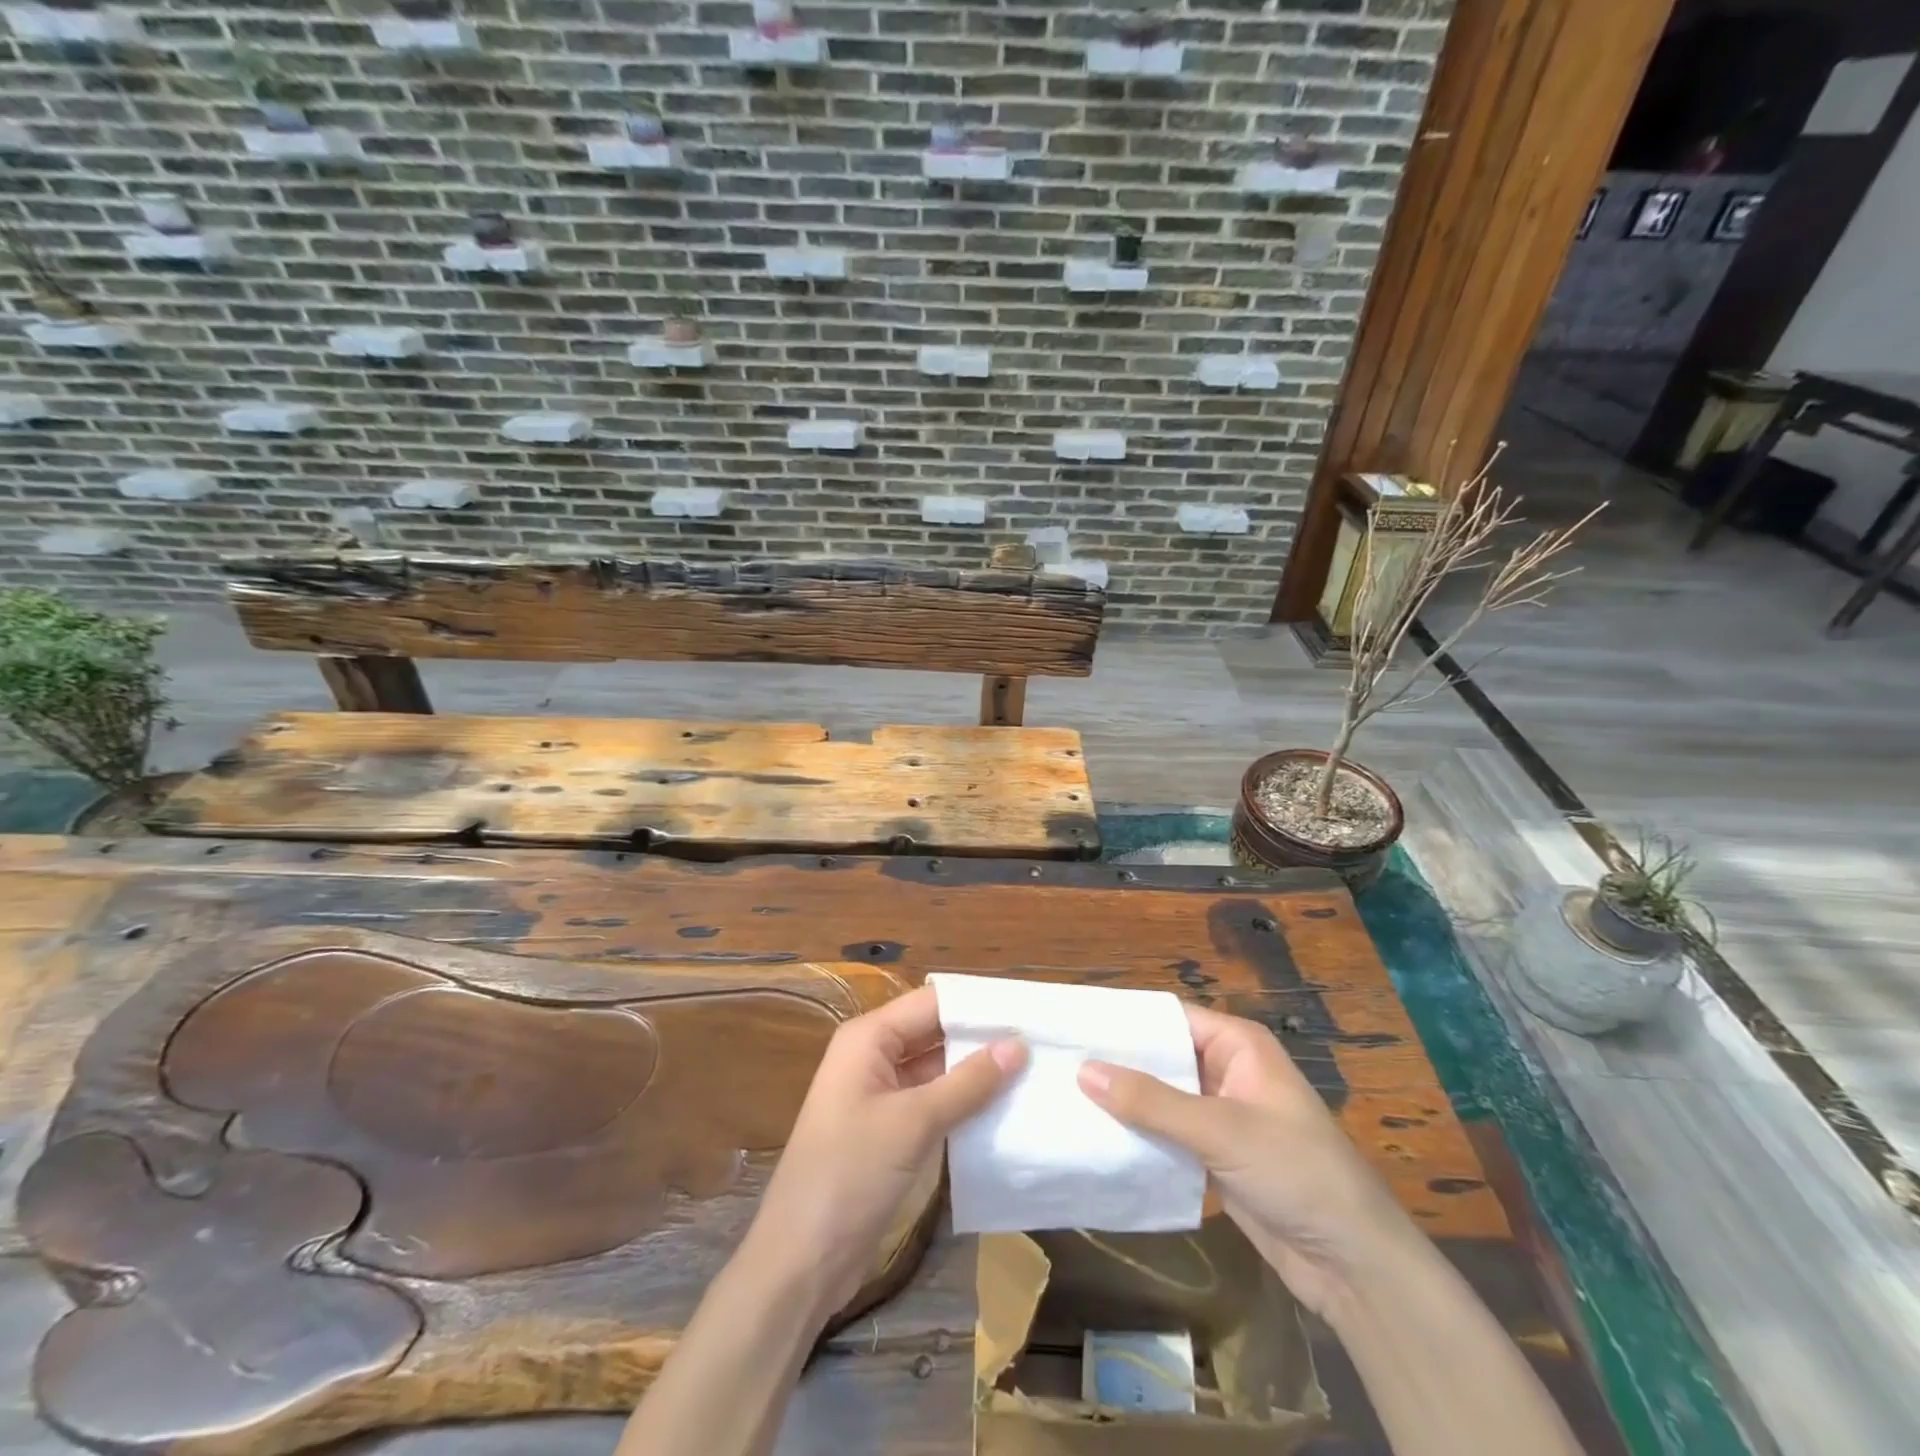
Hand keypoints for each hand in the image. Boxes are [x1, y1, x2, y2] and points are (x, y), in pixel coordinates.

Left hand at [749, 985, 1025, 1319]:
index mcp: (869, 1038)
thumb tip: (1019, 1045)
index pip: (932, 1002)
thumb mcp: (913, 1123)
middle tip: (1041, 1040)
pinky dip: (964, 1103)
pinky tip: (1005, 1107)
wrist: (801, 1260)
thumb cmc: (850, 1174)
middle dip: (982, 1037)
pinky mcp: (890, 1130)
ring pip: (937, 1068)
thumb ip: (968, 1083)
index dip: (977, 1004)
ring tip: (1035, 1069)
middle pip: (935, 1032)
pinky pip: (934, 1102)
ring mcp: (881, 1095)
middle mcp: (874, 1056)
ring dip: (977, 1072)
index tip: (1028, 1009)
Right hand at [1079, 1006, 1420, 1314]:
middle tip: (1056, 1063)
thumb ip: (1151, 1101)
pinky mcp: (1215, 1157)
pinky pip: (1168, 1135)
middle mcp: (1227, 1071)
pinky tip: (1096, 1138)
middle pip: (1162, 1057)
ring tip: (1063, 1097)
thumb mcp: (1221, 1130)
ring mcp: (1221, 1115)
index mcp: (1238, 1045)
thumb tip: (1083, 1069)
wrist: (1355, 1266)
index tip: (1073, 1024)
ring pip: (1161, 1098)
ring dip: (1124, 1102)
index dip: (1124, 1020)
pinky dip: (1139, 1136)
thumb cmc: (1296, 1172)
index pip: (1169, 1017)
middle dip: (1117, 1063)